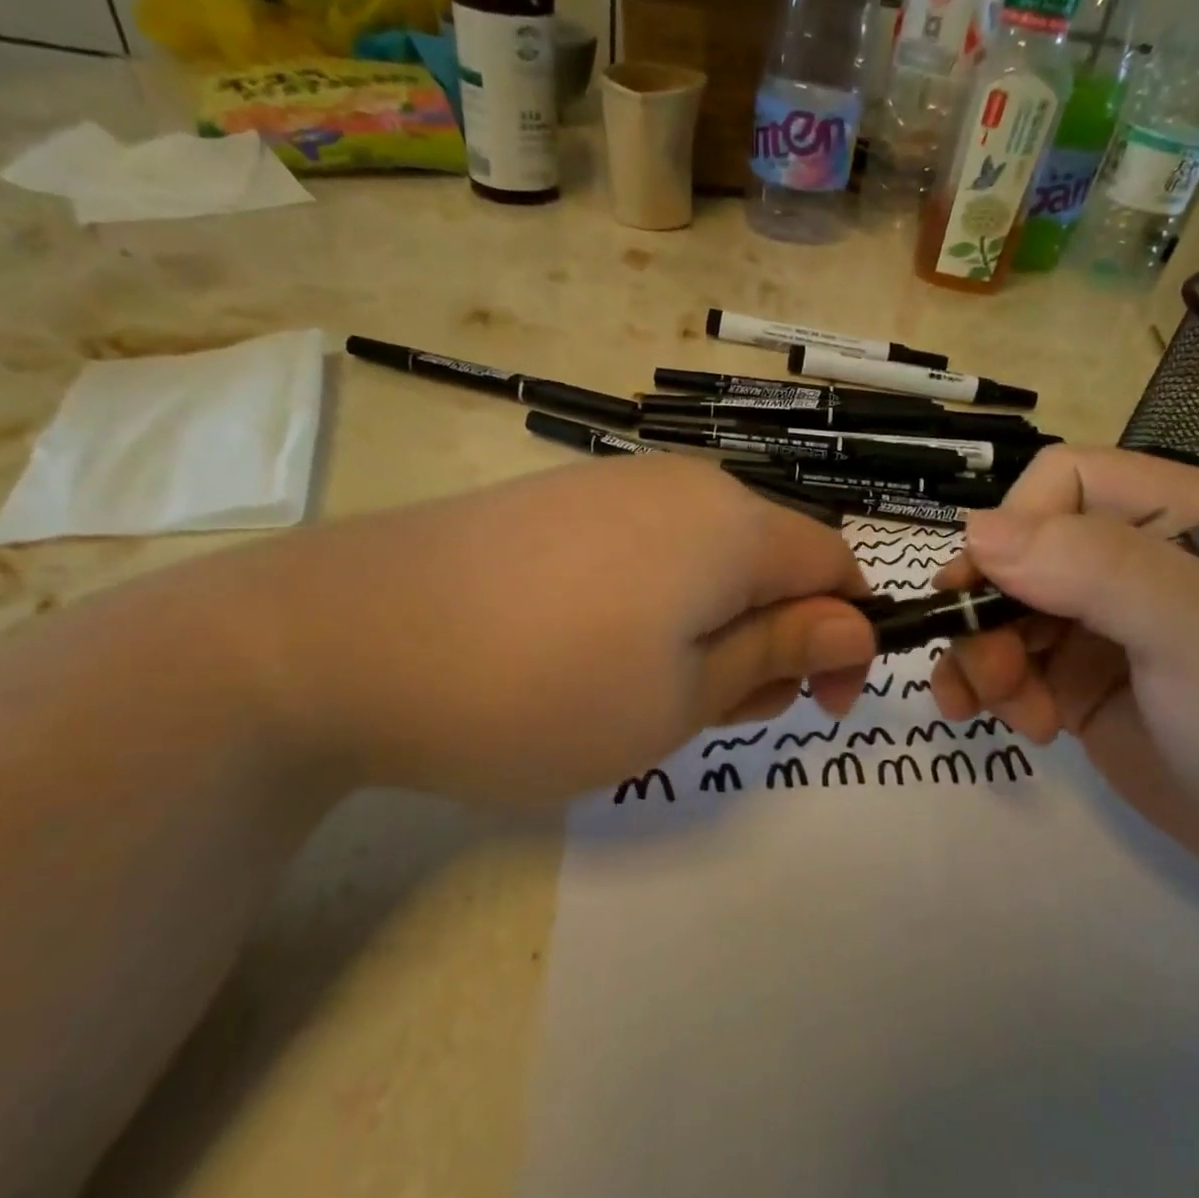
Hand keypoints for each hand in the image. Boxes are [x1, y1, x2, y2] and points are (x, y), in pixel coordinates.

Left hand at [257, 456, 875, 803]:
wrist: (343, 638)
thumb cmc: (540, 687)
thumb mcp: (682, 697)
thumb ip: (777, 652)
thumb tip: (854, 624)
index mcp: (732, 523)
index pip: (836, 564)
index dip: (846, 636)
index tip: (818, 705)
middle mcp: (684, 485)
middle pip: (772, 560)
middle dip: (771, 639)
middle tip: (712, 712)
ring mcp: (615, 485)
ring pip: (708, 559)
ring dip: (711, 627)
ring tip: (646, 692)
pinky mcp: (562, 501)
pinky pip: (649, 549)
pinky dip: (657, 604)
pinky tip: (594, 650)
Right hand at [931, 447, 1198, 894]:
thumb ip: (1093, 568)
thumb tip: (977, 530)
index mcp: (1179, 517)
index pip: (1062, 482)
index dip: (1013, 527)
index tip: (986, 592)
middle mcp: (1137, 563)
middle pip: (1020, 553)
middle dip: (988, 608)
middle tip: (992, 675)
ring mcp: (1110, 629)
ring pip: (1005, 612)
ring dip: (982, 656)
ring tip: (1003, 712)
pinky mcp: (1090, 689)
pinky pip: (1015, 669)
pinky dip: (993, 691)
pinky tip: (1013, 725)